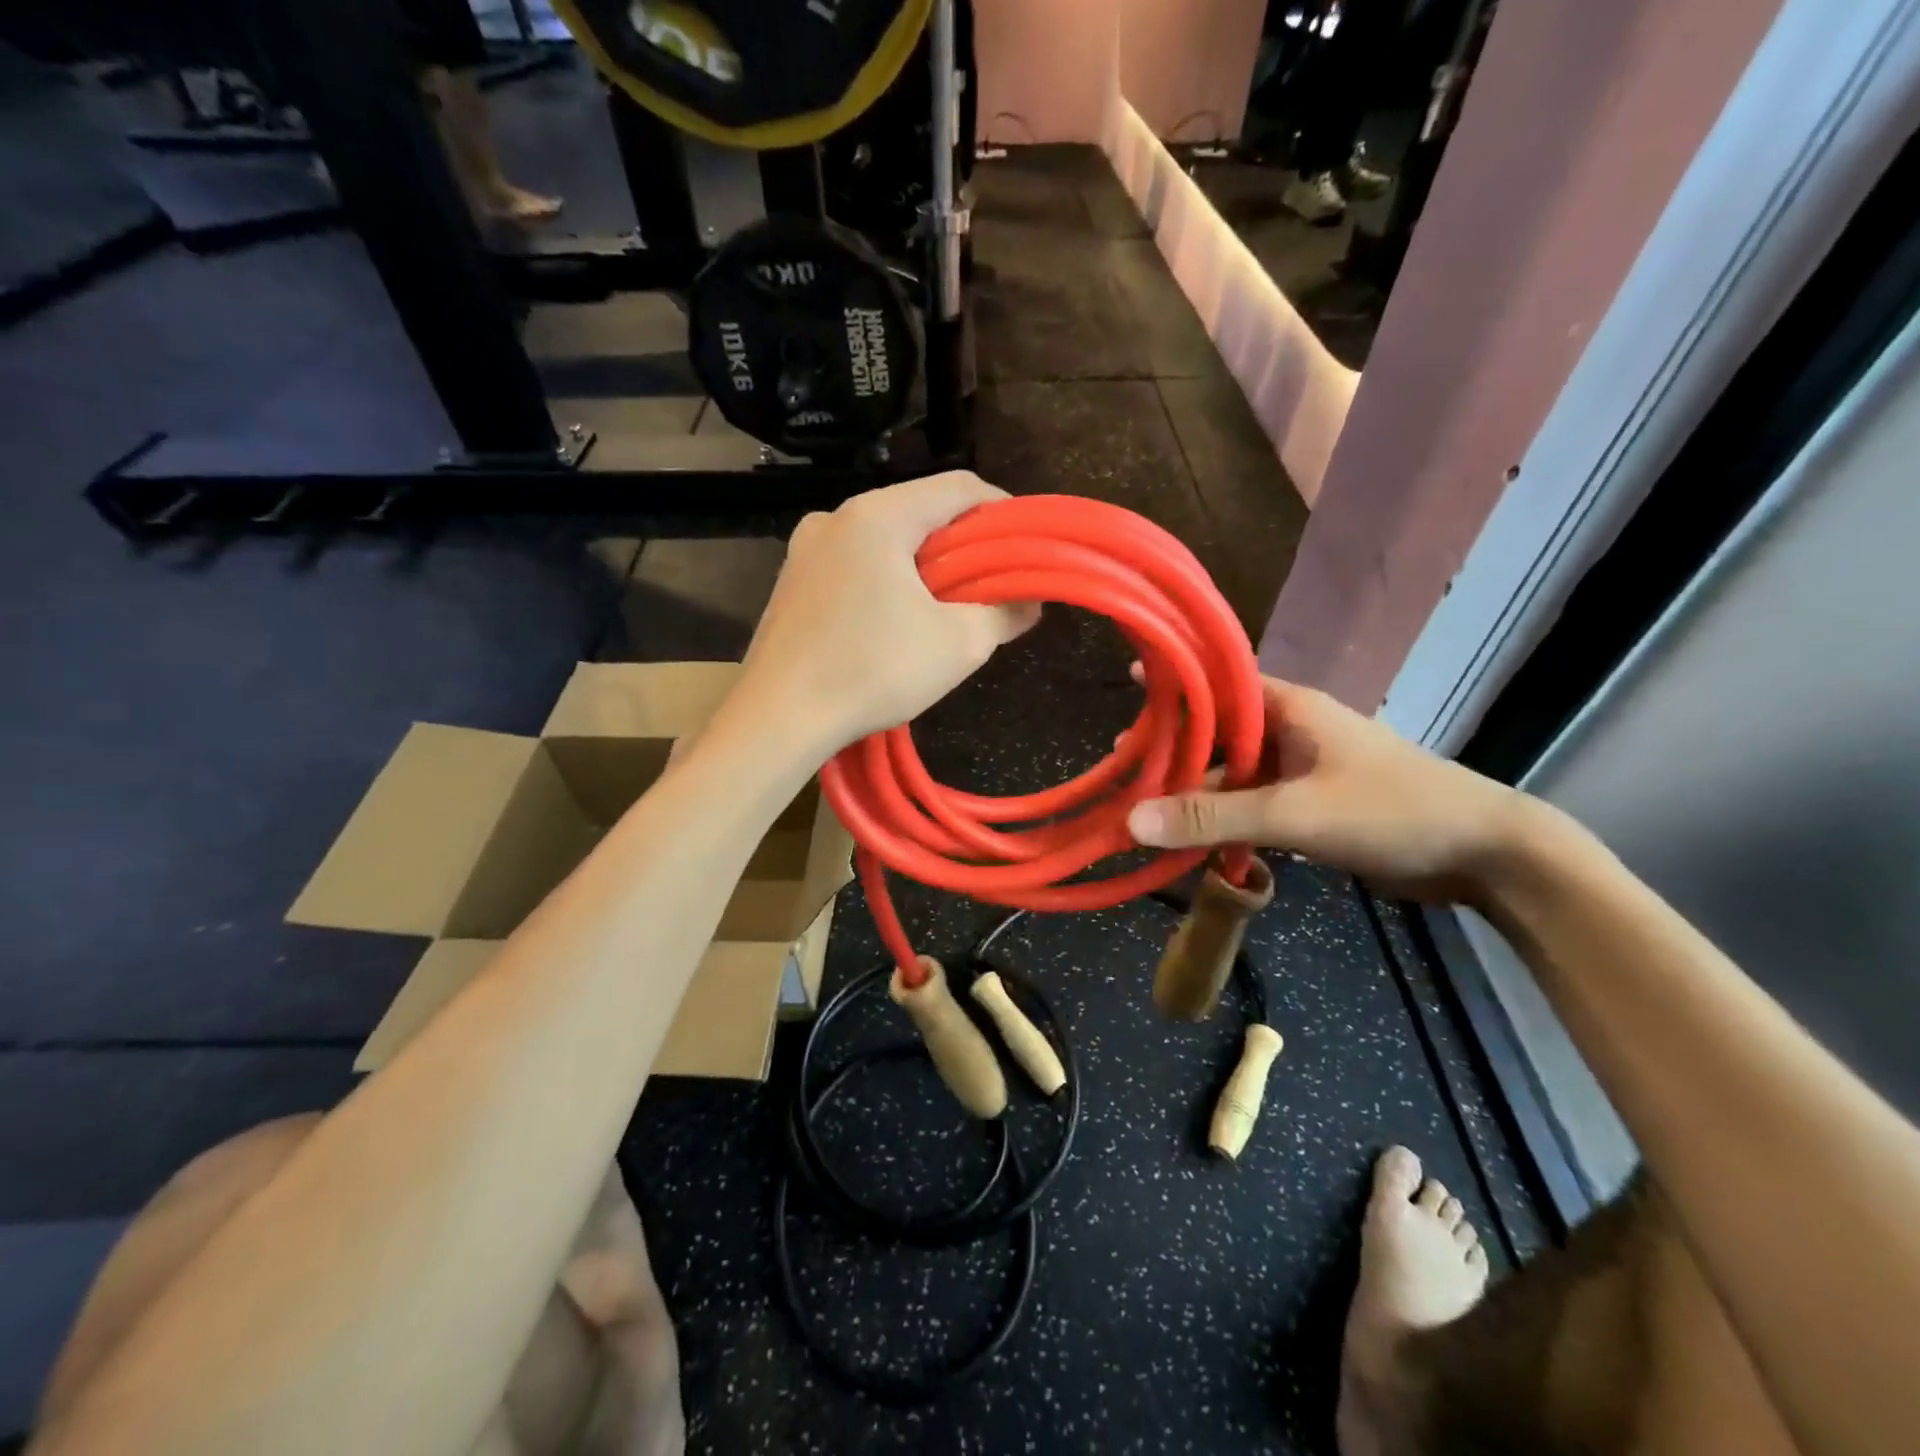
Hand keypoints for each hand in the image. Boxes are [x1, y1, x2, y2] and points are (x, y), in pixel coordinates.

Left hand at [735, 474, 1038, 756]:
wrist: (777, 718)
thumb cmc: (872, 670)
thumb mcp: (958, 645)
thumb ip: (1003, 613)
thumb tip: (1029, 602)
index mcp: (878, 515)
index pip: (957, 487)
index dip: (1002, 511)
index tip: (1024, 546)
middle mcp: (836, 517)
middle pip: (918, 512)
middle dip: (962, 545)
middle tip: (990, 584)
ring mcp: (805, 550)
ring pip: (884, 540)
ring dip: (923, 567)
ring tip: (946, 609)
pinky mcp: (791, 583)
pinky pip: (853, 565)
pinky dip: (885, 582)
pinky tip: (894, 624)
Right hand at [1127, 676, 1532, 902]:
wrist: (1485, 856)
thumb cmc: (1390, 811)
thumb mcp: (1294, 813)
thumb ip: (1212, 817)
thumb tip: (1132, 822)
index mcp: (1291, 709)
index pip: (1222, 681)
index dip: (1179, 679)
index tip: (1133, 677)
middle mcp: (1292, 732)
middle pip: (1220, 734)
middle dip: (1175, 749)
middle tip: (1122, 764)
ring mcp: (1303, 771)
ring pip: (1235, 776)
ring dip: (1198, 794)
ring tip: (1146, 812)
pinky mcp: (1313, 807)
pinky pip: (1255, 806)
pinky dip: (1226, 822)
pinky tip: (1195, 843)